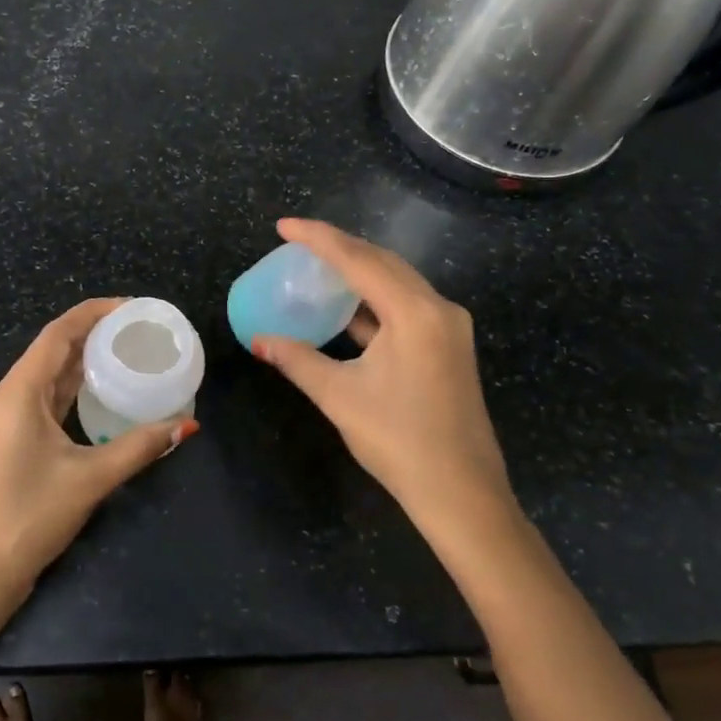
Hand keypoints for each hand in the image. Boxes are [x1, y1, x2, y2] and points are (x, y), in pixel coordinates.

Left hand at [0, 299, 196, 605]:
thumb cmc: (30, 517)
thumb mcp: (91, 478)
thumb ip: (139, 446)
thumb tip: (186, 425)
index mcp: (16, 393)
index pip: (58, 334)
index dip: (94, 312)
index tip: (131, 306)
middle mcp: (4, 396)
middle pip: (51, 350)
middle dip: (93, 334)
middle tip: (137, 330)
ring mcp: (2, 418)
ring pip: (46, 375)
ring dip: (81, 361)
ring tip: (125, 351)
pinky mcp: (6, 438)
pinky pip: (41, 398)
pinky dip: (70, 388)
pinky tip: (98, 390)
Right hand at [251, 219, 512, 536]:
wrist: (462, 494)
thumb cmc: (400, 441)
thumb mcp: (340, 396)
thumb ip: (297, 359)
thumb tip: (258, 340)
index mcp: (415, 313)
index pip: (359, 260)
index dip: (318, 238)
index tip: (283, 226)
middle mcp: (438, 308)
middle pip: (382, 262)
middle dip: (339, 247)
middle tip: (297, 242)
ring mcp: (448, 327)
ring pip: (396, 282)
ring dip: (358, 271)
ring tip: (317, 265)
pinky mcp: (448, 346)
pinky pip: (405, 305)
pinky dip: (373, 299)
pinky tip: (346, 305)